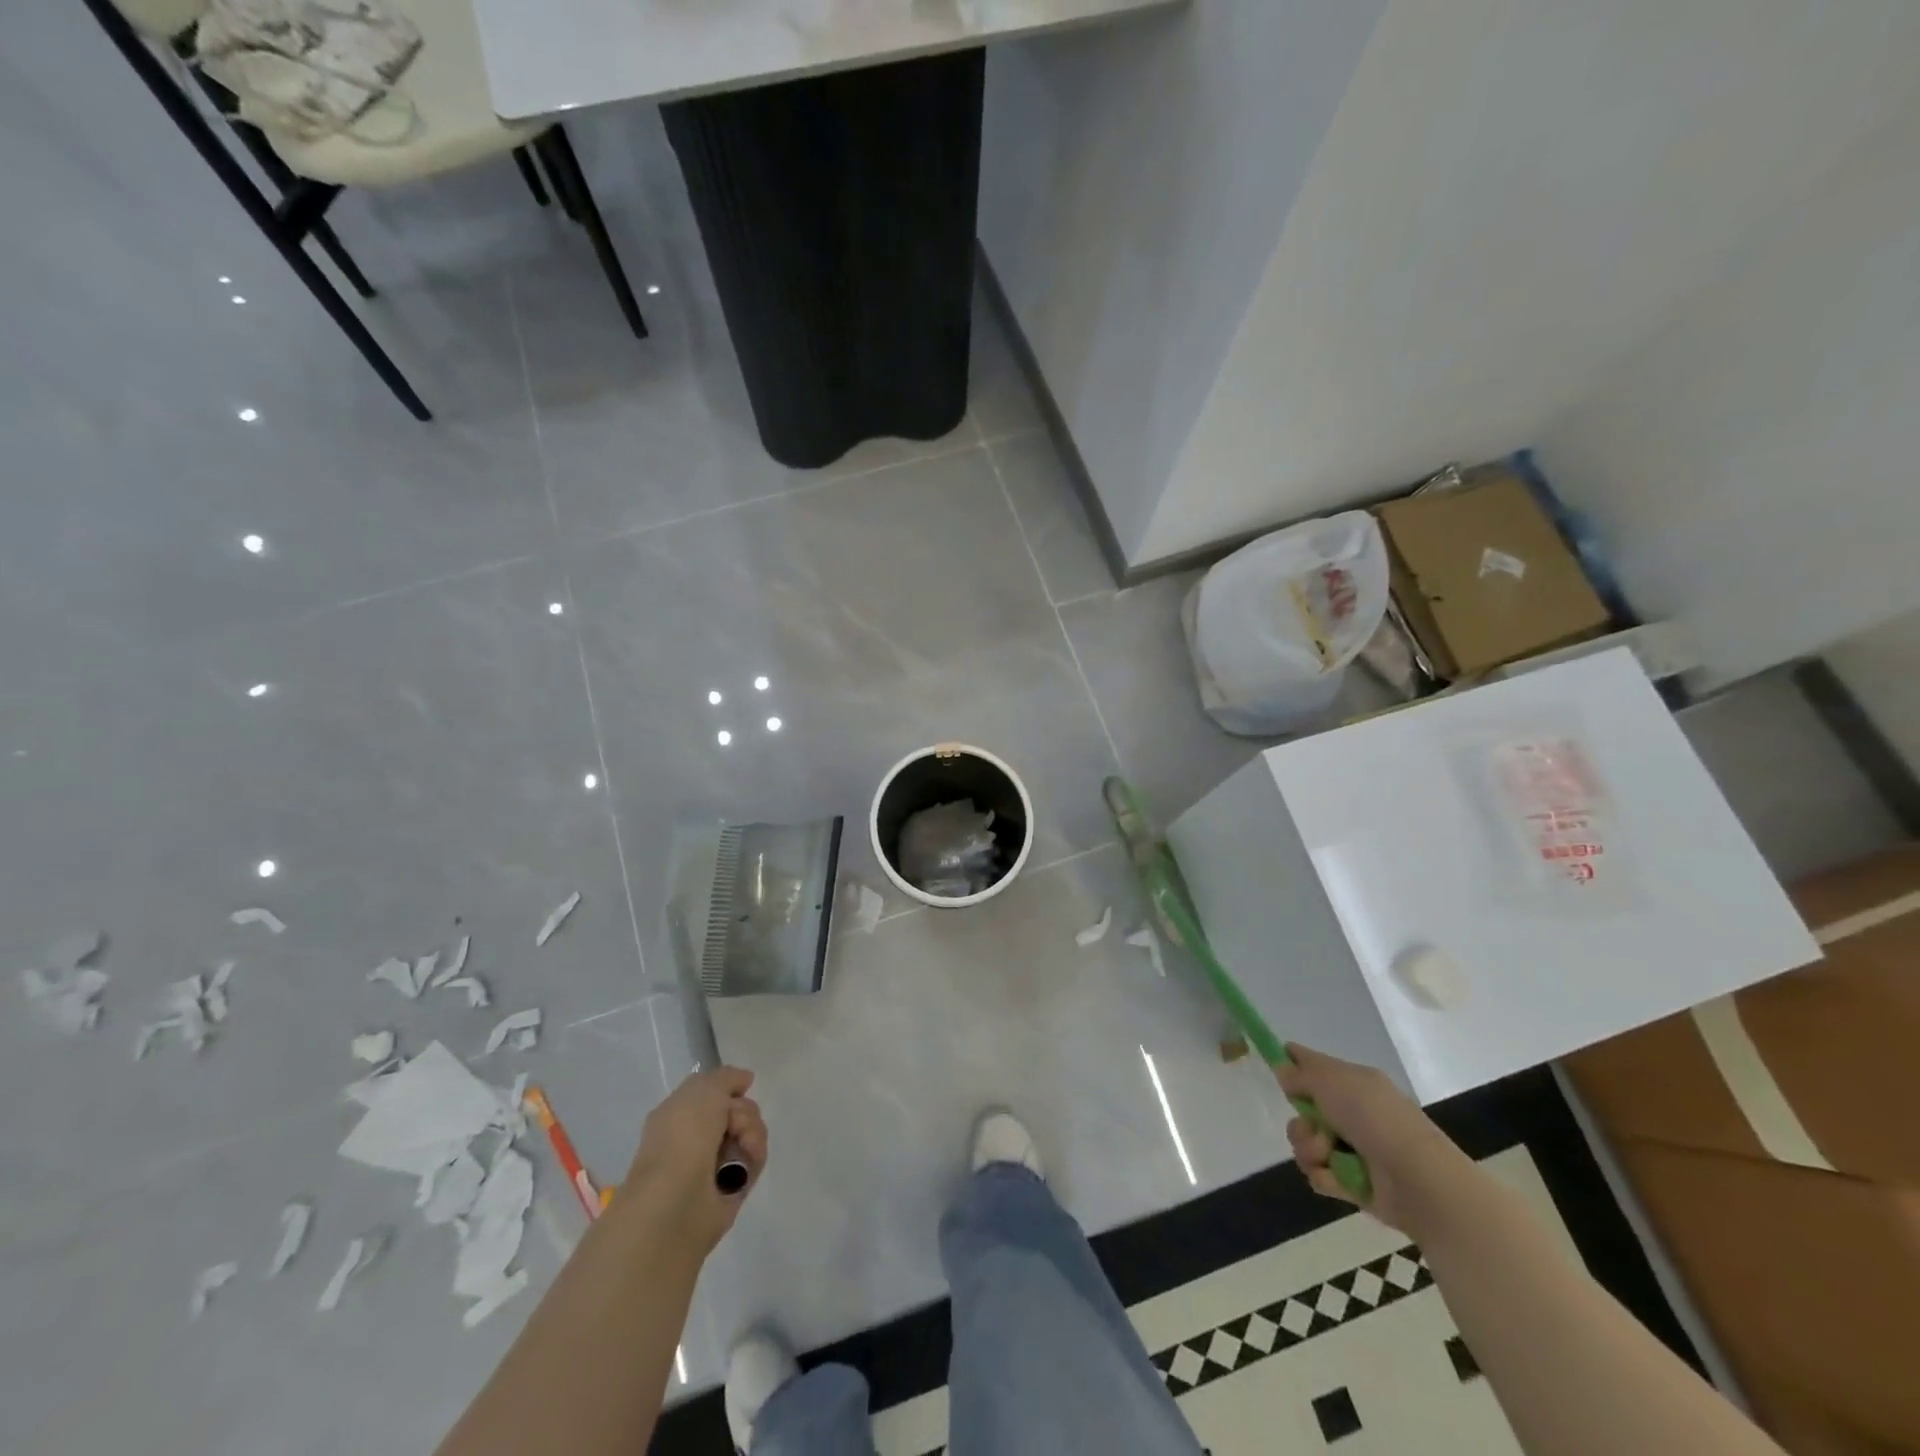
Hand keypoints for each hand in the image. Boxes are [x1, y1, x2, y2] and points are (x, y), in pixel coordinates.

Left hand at [626, 1067, 767, 1253]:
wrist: (678, 1197)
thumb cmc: (684, 1136)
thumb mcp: (704, 1088)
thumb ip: (727, 1077)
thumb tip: (745, 1080)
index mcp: (679, 1115)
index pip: (713, 1093)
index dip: (729, 1088)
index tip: (740, 1088)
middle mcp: (695, 1138)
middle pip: (737, 1111)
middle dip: (744, 1111)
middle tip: (733, 1123)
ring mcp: (714, 1163)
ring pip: (749, 1132)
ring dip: (752, 1130)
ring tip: (744, 1143)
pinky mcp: (733, 1186)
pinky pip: (755, 1158)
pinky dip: (755, 1153)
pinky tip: (747, 1159)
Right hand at [1277, 1042, 1472, 1236]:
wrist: (1417, 1179)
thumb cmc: (1374, 1118)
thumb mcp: (1331, 1080)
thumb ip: (1301, 1073)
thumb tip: (1283, 1069)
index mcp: (1353, 1082)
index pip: (1314, 1065)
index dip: (1292, 1065)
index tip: (1277, 1070)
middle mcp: (1352, 1112)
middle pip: (1303, 1110)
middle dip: (1301, 1122)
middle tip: (1313, 1128)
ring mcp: (1353, 1149)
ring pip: (1307, 1143)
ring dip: (1310, 1149)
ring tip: (1328, 1155)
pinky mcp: (1352, 1182)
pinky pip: (1320, 1174)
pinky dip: (1325, 1175)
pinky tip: (1337, 1177)